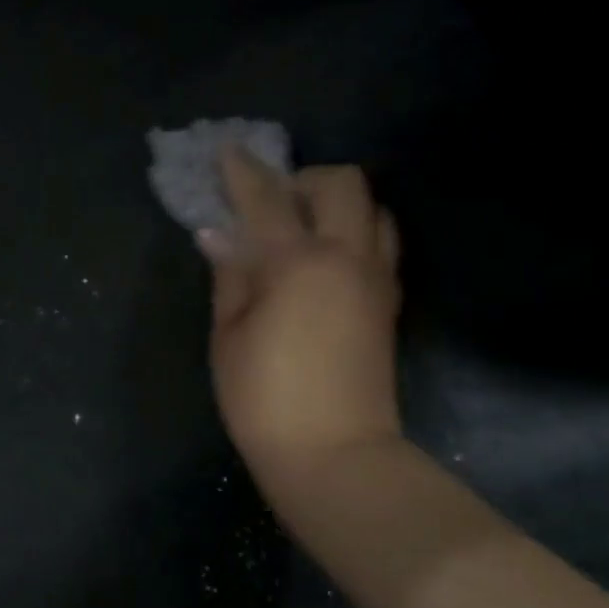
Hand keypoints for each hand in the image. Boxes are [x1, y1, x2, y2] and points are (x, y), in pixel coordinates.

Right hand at [201, 147, 403, 486]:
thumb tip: (219, 234)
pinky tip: (325, 258)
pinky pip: (381, 243)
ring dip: (337, 203)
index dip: (242, 171)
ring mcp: (377, 279)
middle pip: (342, 184)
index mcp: (298, 263)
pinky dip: (355, 231)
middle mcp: (347, 258)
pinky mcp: (389, 303)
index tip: (227, 150)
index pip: (267, 199)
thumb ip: (230, 275)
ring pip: (374, 209)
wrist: (335, 456)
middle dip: (303, 178)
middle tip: (271, 203)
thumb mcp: (228, 335)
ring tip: (302, 228)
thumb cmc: (265, 399)